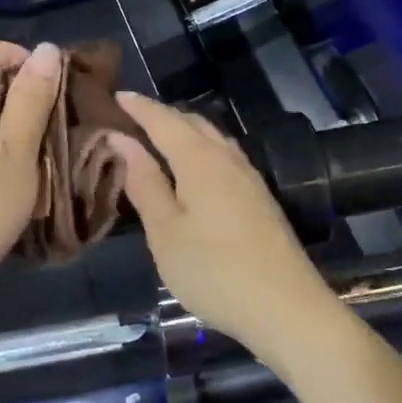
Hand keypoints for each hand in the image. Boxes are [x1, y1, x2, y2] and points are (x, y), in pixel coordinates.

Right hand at [109, 91, 340, 356]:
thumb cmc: (214, 271)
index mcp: (200, 160)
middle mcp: (227, 157)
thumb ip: (144, 182)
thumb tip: (122, 139)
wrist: (286, 307)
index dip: (139, 107)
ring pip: (211, 137)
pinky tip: (192, 169)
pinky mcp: (259, 196)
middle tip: (131, 118)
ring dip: (183, 130)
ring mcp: (248, 176)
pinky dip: (200, 148)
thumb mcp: (166, 232)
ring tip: (157, 139)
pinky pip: (223, 154)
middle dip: (161, 115)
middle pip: (191, 122)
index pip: (164, 120)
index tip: (115, 95)